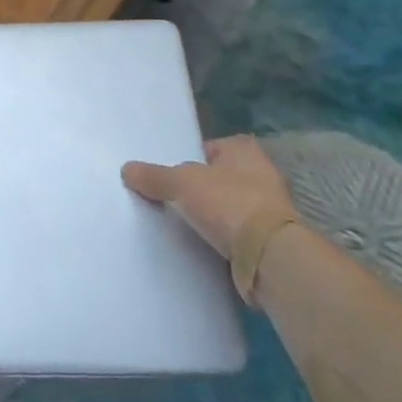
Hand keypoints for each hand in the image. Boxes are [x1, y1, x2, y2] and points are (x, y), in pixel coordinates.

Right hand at [122, 135, 297, 261]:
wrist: (270, 255)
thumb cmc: (228, 203)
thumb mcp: (180, 183)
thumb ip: (153, 176)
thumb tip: (127, 169)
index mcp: (244, 150)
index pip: (213, 146)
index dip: (193, 157)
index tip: (174, 174)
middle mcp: (264, 173)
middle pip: (223, 176)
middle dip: (204, 187)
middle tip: (176, 197)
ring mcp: (273, 208)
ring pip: (233, 205)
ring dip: (217, 214)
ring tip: (188, 223)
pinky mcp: (274, 239)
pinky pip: (242, 232)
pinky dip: (227, 237)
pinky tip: (207, 244)